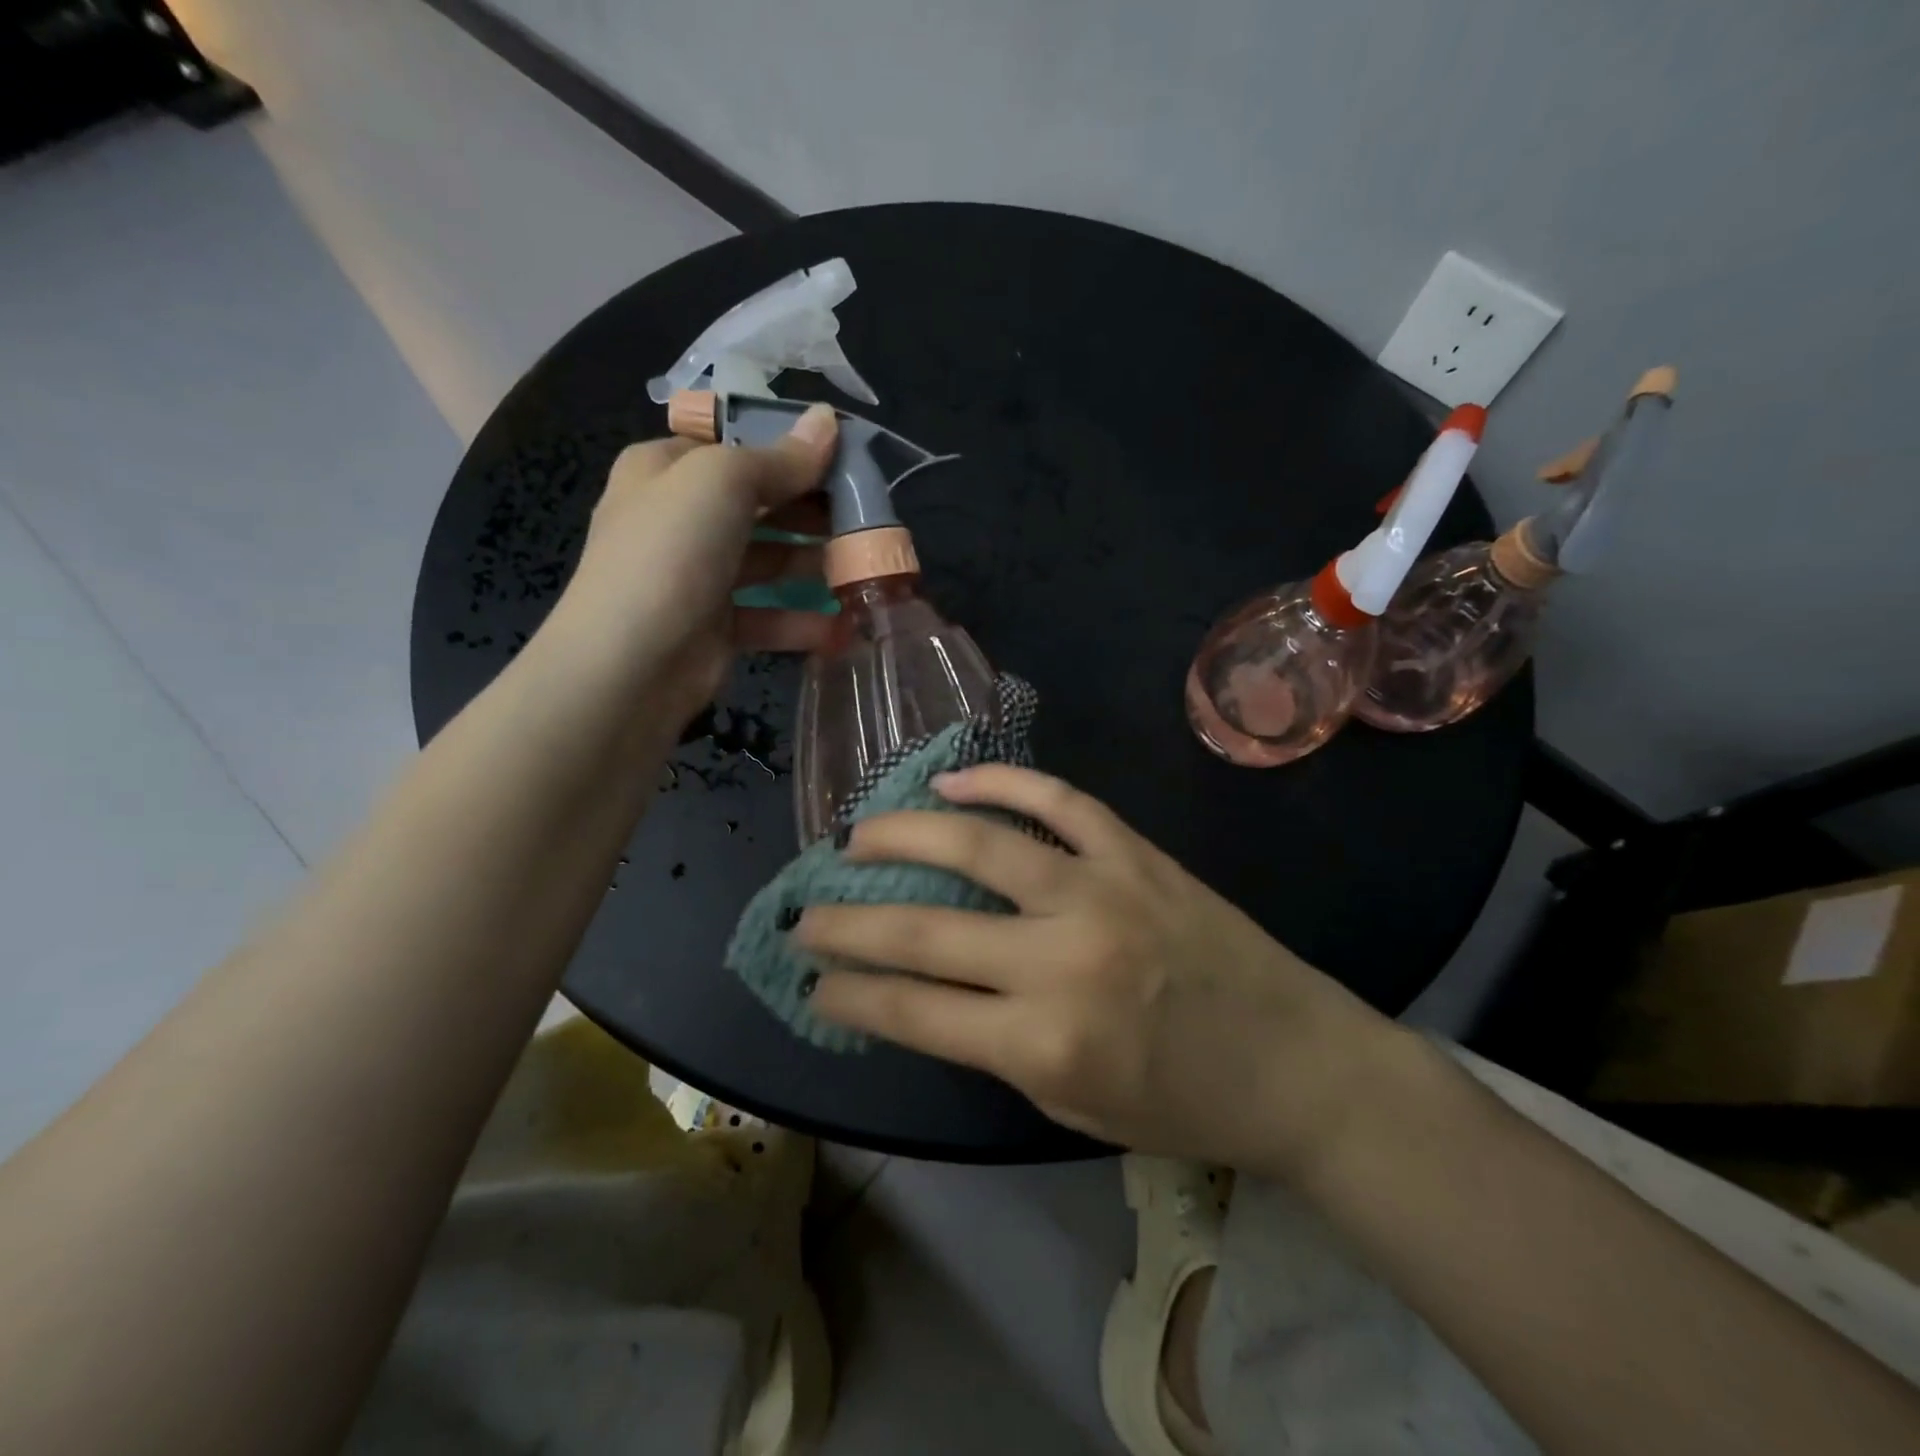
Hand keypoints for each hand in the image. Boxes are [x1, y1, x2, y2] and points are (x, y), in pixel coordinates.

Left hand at [547, 403, 838, 731]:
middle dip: (813, 508)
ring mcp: (698, 576)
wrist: (630, 665)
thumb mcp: (723, 482)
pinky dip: (803, 620)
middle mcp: (680, 518)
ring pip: (769, 560)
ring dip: (815, 563)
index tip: (846, 458)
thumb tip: (829, 420)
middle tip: (869, 515)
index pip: (735, 444)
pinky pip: (768, 615)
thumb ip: (780, 456)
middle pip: (759, 503)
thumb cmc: (671, 552)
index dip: (789, 447)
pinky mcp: (717, 627)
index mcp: (666, 469)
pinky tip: (843, 624)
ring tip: (866, 566)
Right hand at [796, 764, 1407, 1175]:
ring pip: (979, 845)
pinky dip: (1000, 782)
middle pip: (925, 930)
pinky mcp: (1135, 852)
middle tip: (806, 910)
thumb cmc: (1182, 1104)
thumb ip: (995, 1045)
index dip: (850, 993)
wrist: (1296, 1061)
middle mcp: (1062, 960)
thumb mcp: (1071, 1106)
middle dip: (848, 921)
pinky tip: (952, 781)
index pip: (913, 1012)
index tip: (811, 978)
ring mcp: (1100, 892)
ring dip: (904, 836)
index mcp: (1044, 1044)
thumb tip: (924, 988)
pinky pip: (1058, 800)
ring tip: (858, 835)